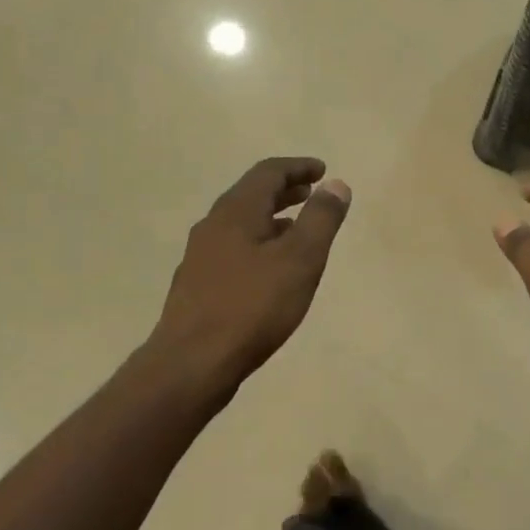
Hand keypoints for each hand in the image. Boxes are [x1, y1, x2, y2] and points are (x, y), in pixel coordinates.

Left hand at [151, 158, 351, 387]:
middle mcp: (213, 226)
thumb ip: (321, 220)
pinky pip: (233, 249)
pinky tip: (270, 270)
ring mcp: (201, 256)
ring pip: (240, 224)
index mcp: (236, 212)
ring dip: (271, 218)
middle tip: (311, 193)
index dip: (298, 167)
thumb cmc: (253, 307)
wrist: (193, 362)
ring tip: (297, 229)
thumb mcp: (300, 260)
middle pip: (250, 195)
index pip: (268, 173)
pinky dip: (258, 244)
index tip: (323, 170)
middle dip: (284, 191)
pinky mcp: (198, 285)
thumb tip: (336, 185)